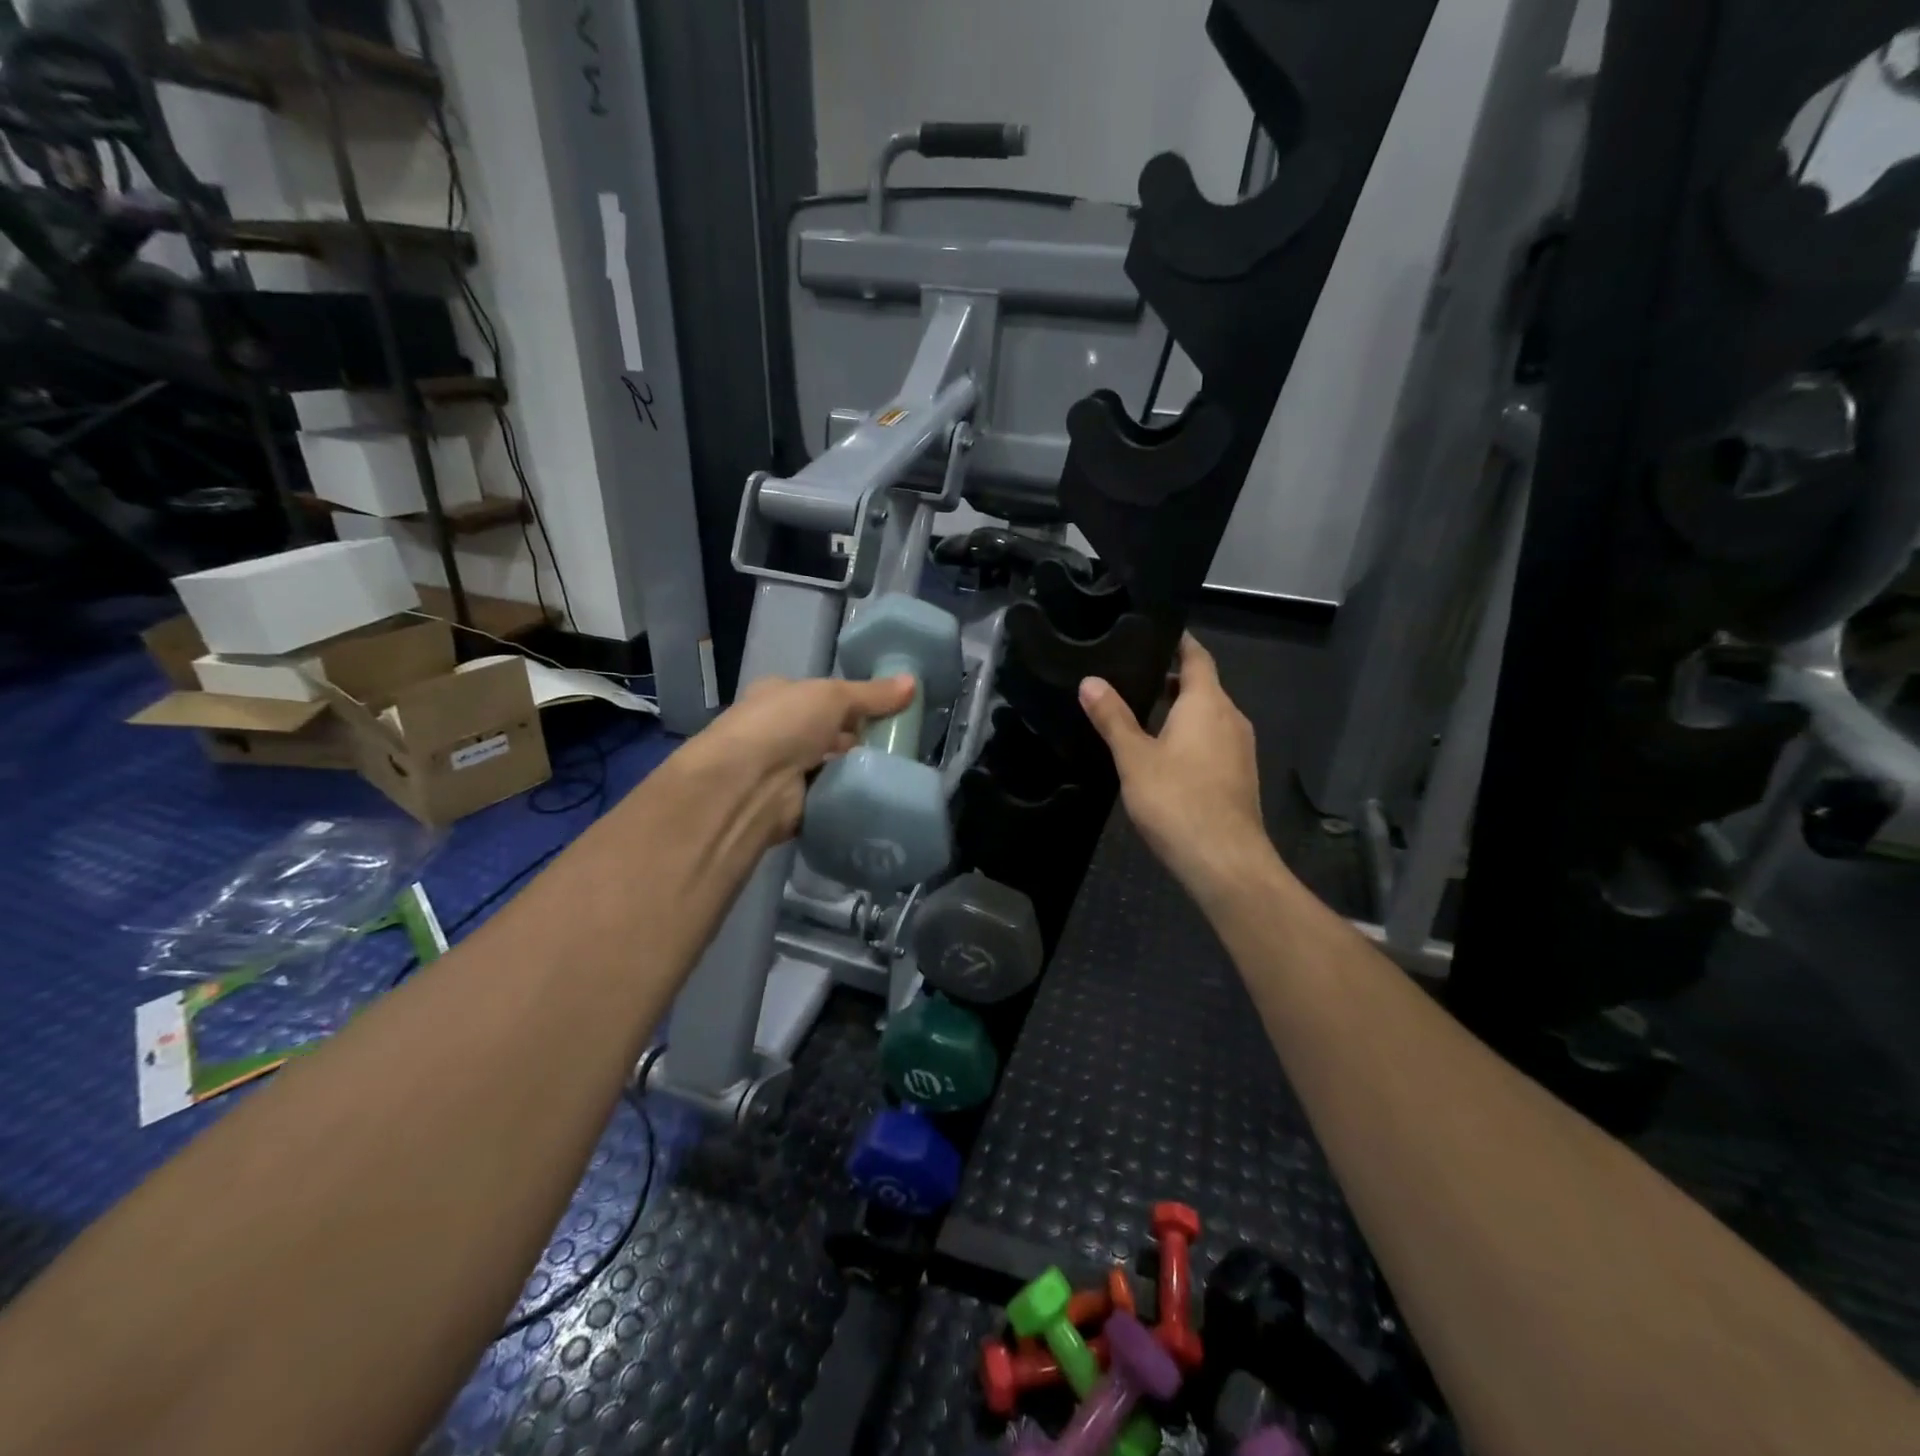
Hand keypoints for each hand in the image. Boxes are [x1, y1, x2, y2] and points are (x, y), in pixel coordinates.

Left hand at [677, 673, 915, 851]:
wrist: (747, 785)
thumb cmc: (784, 724)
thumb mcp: (833, 696)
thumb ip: (872, 694)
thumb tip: (913, 682)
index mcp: (778, 696)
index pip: (820, 697)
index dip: (853, 702)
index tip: (888, 710)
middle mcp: (777, 731)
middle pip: (827, 733)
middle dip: (858, 739)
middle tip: (898, 743)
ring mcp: (782, 770)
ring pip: (830, 766)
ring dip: (854, 769)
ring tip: (894, 769)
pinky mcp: (791, 805)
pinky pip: (828, 796)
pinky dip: (846, 796)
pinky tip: (874, 794)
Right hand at [1079, 634, 1275, 905]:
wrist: (1225, 861)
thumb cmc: (1177, 801)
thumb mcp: (1134, 758)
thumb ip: (1113, 718)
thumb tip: (1090, 681)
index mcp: (1207, 703)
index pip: (1196, 656)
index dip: (1178, 642)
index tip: (1152, 633)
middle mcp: (1230, 717)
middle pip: (1203, 685)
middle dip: (1170, 678)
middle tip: (1130, 675)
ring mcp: (1240, 748)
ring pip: (1208, 715)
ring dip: (1179, 709)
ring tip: (1139, 711)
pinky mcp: (1239, 775)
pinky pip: (1213, 740)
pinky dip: (1190, 734)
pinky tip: (1163, 752)